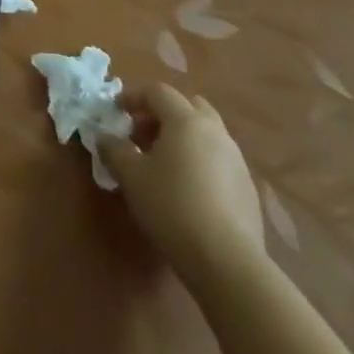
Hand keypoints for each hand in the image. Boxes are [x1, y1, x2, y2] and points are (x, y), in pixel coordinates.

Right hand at [98, 83, 265, 286]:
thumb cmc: (171, 206)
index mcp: (186, 121)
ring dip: (182, 138)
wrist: (227, 261)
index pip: (158, 92)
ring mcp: (236, 160)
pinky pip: (218, 159)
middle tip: (142, 135)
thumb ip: (113, 149)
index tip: (117, 112)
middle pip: (188, 106)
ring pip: (206, 133)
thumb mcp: (130, 176)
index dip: (133, 97)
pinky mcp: (248, 188)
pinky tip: (187, 189)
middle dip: (163, 114)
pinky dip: (199, 161)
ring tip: (162, 164)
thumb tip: (105, 137)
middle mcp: (215, 132)